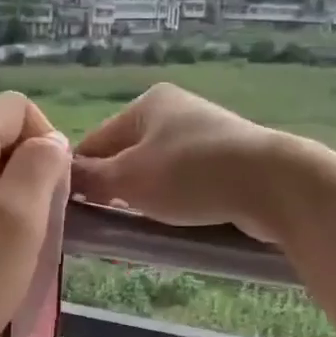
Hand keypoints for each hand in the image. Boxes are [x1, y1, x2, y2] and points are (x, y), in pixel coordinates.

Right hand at [70, 84, 293, 242]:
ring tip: (135, 232)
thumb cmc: (190, 175)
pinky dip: (174, 205)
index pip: (96, 141)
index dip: (80, 176)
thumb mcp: (129, 178)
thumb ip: (91, 178)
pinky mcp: (228, 164)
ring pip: (157, 175)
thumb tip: (63, 176)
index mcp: (148, 104)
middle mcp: (176, 113)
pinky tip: (170, 227)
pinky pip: (186, 187)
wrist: (272, 184)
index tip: (72, 211)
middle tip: (104, 228)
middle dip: (114, 193)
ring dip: (143, 203)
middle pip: (127, 158)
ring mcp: (206, 138)